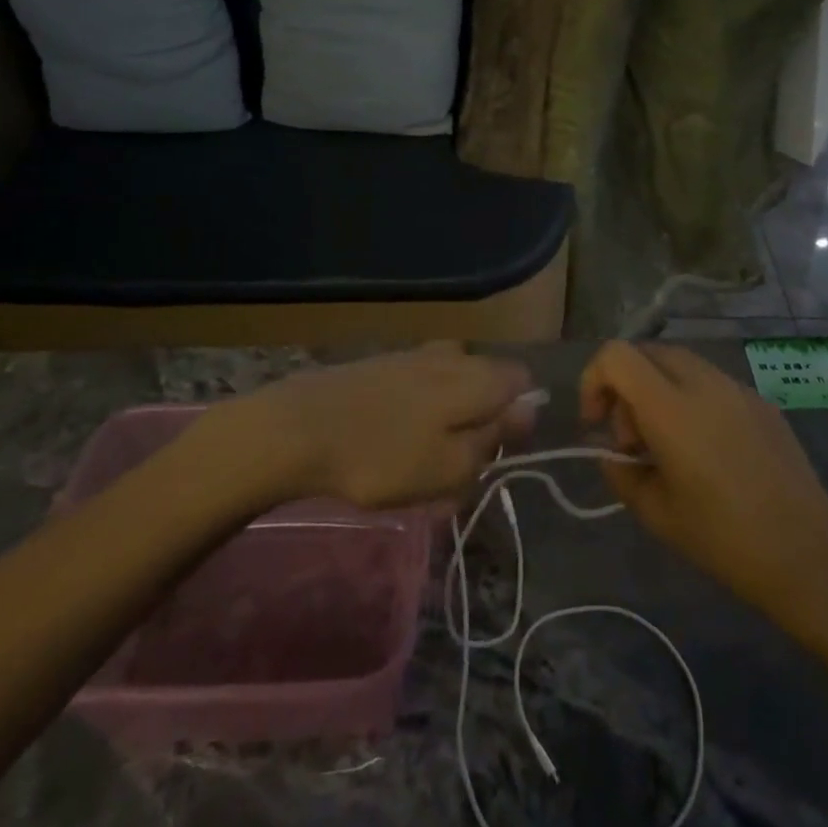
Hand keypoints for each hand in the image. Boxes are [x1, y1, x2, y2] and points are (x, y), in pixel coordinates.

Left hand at [241, 342, 535, 509]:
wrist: (298, 429)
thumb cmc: (383, 457)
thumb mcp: (451, 468)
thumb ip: (495, 437)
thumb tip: (529, 407)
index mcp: (476, 376)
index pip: (521, 381)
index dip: (516, 418)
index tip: (494, 454)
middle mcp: (452, 355)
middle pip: (486, 384)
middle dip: (479, 424)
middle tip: (455, 471)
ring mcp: (414, 356)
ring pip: (451, 387)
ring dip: (446, 424)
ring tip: (420, 466)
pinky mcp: (382, 365)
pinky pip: (418, 387)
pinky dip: (417, 415)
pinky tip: (392, 444)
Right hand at [581, 341, 827, 628]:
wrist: (806, 556)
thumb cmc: (722, 538)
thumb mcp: (654, 512)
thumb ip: (620, 470)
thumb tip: (612, 450)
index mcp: (670, 407)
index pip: (616, 356)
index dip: (594, 380)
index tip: (597, 423)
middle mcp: (704, 383)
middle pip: (647, 352)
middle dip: (626, 386)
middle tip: (634, 439)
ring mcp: (738, 388)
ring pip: (680, 363)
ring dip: (658, 390)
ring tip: (669, 444)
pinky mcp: (762, 401)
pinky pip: (712, 382)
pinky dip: (692, 399)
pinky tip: (708, 449)